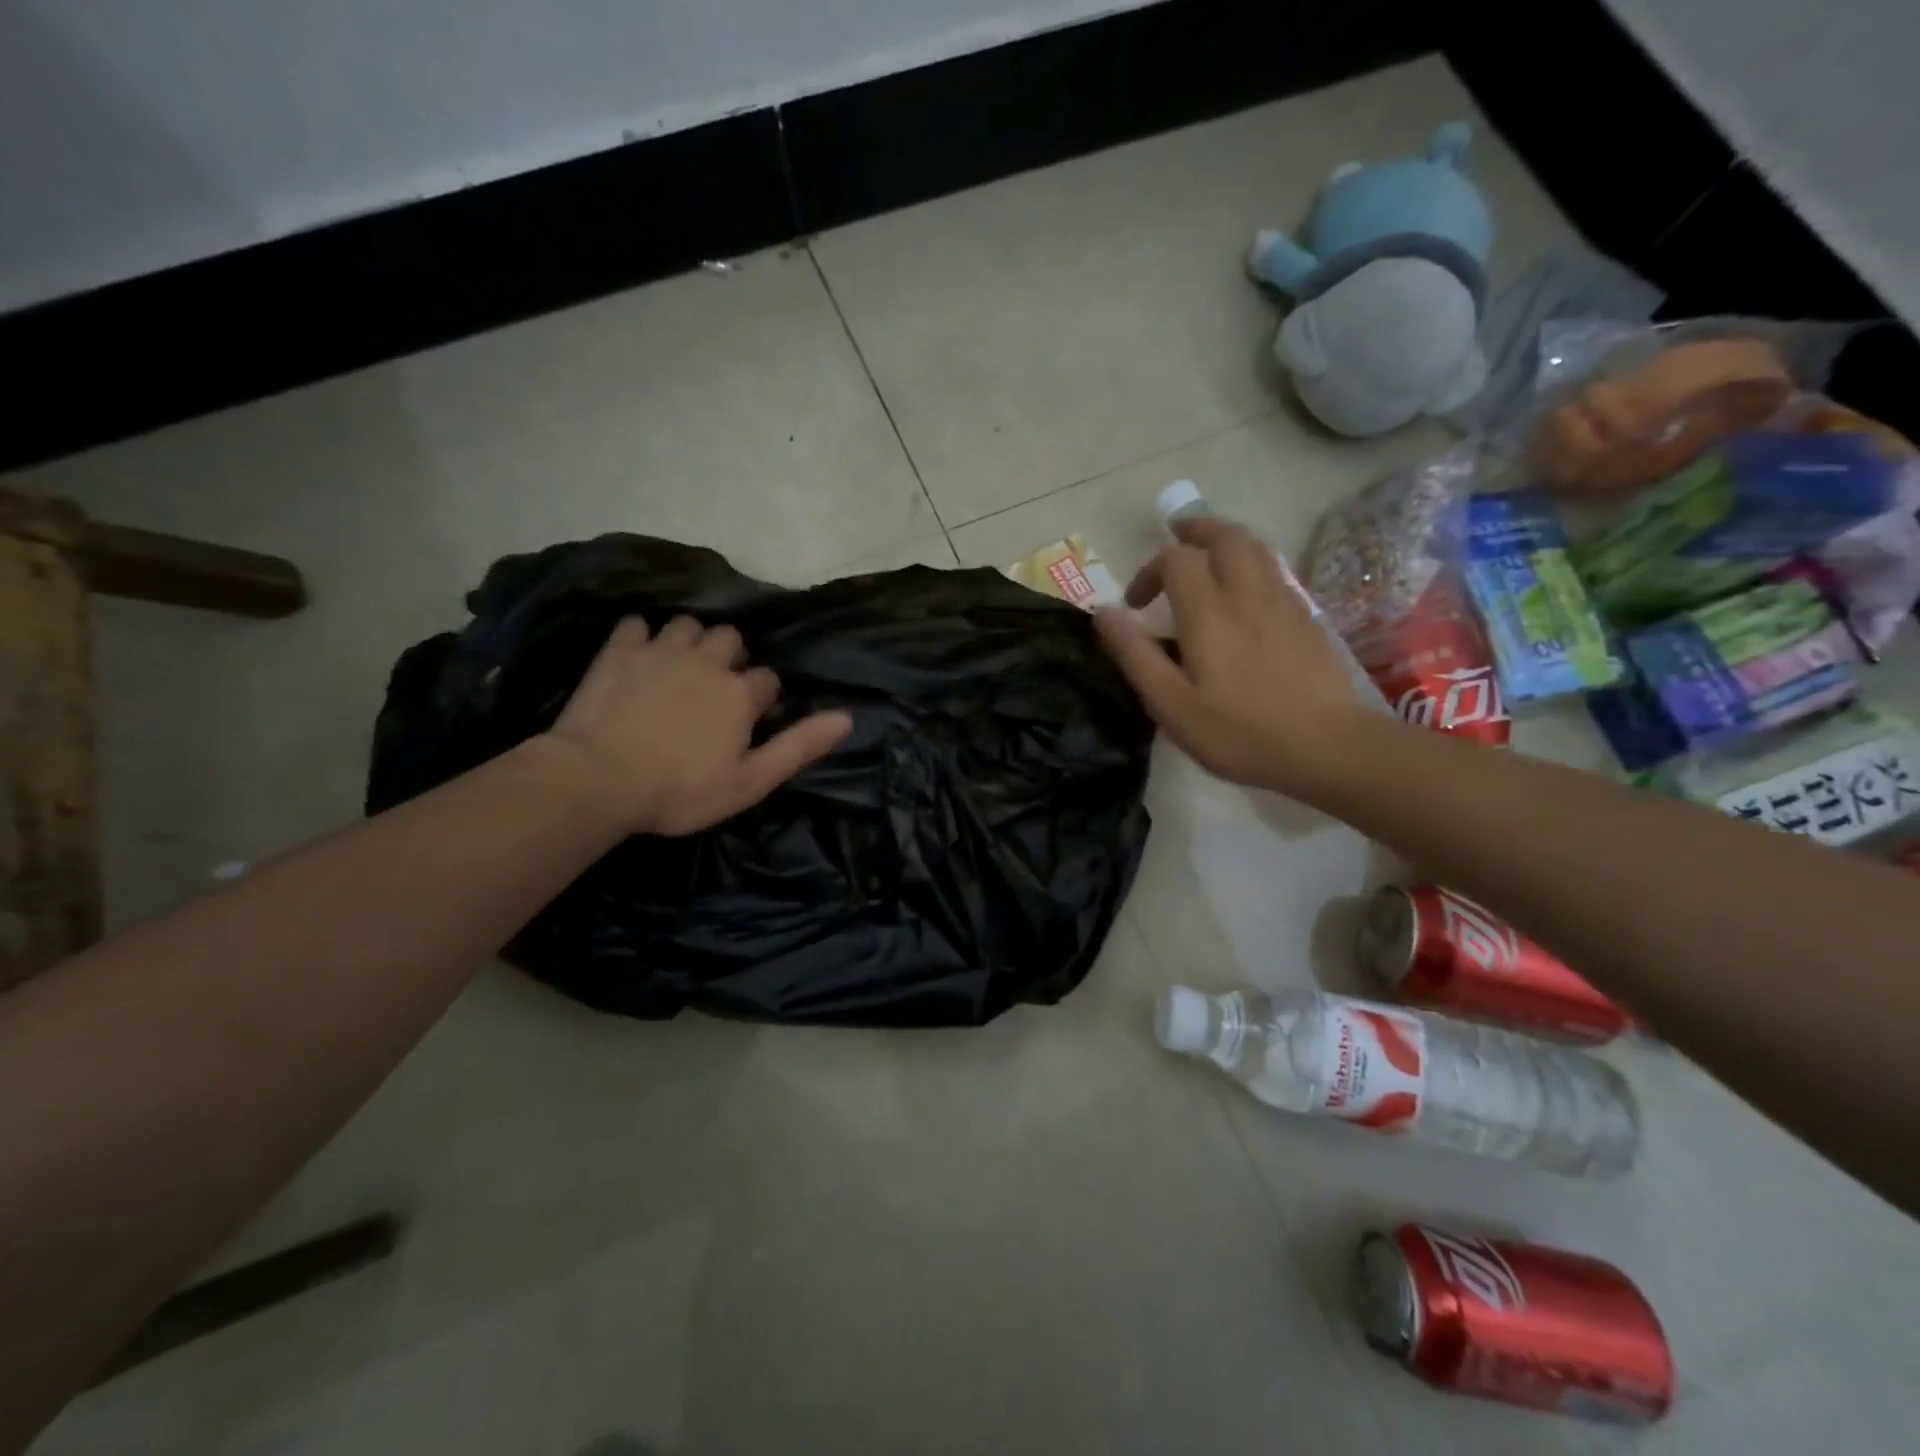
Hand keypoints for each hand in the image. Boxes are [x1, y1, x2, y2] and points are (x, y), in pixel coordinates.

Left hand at [542, 616, 851, 835]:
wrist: (599, 780)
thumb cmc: (681, 790)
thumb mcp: (751, 780)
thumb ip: (799, 746)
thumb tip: (847, 717)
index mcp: (740, 693)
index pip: (768, 680)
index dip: (763, 699)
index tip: (750, 721)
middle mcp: (707, 661)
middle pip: (730, 639)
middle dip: (729, 658)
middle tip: (715, 690)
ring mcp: (661, 652)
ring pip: (688, 625)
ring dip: (690, 642)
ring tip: (680, 669)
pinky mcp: (619, 652)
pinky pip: (637, 625)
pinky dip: (641, 637)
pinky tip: (638, 658)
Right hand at [1093, 518, 1368, 795]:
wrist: (1327, 747)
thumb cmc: (1240, 732)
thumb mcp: (1172, 704)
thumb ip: (1136, 655)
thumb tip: (1104, 612)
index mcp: (1209, 612)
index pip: (1176, 559)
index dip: (1149, 571)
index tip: (1136, 605)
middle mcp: (1247, 594)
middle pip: (1225, 536)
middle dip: (1196, 531)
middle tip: (1175, 539)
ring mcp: (1284, 603)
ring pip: (1256, 548)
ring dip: (1226, 541)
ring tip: (1207, 553)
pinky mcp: (1307, 619)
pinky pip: (1275, 572)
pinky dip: (1252, 564)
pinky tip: (1245, 593)